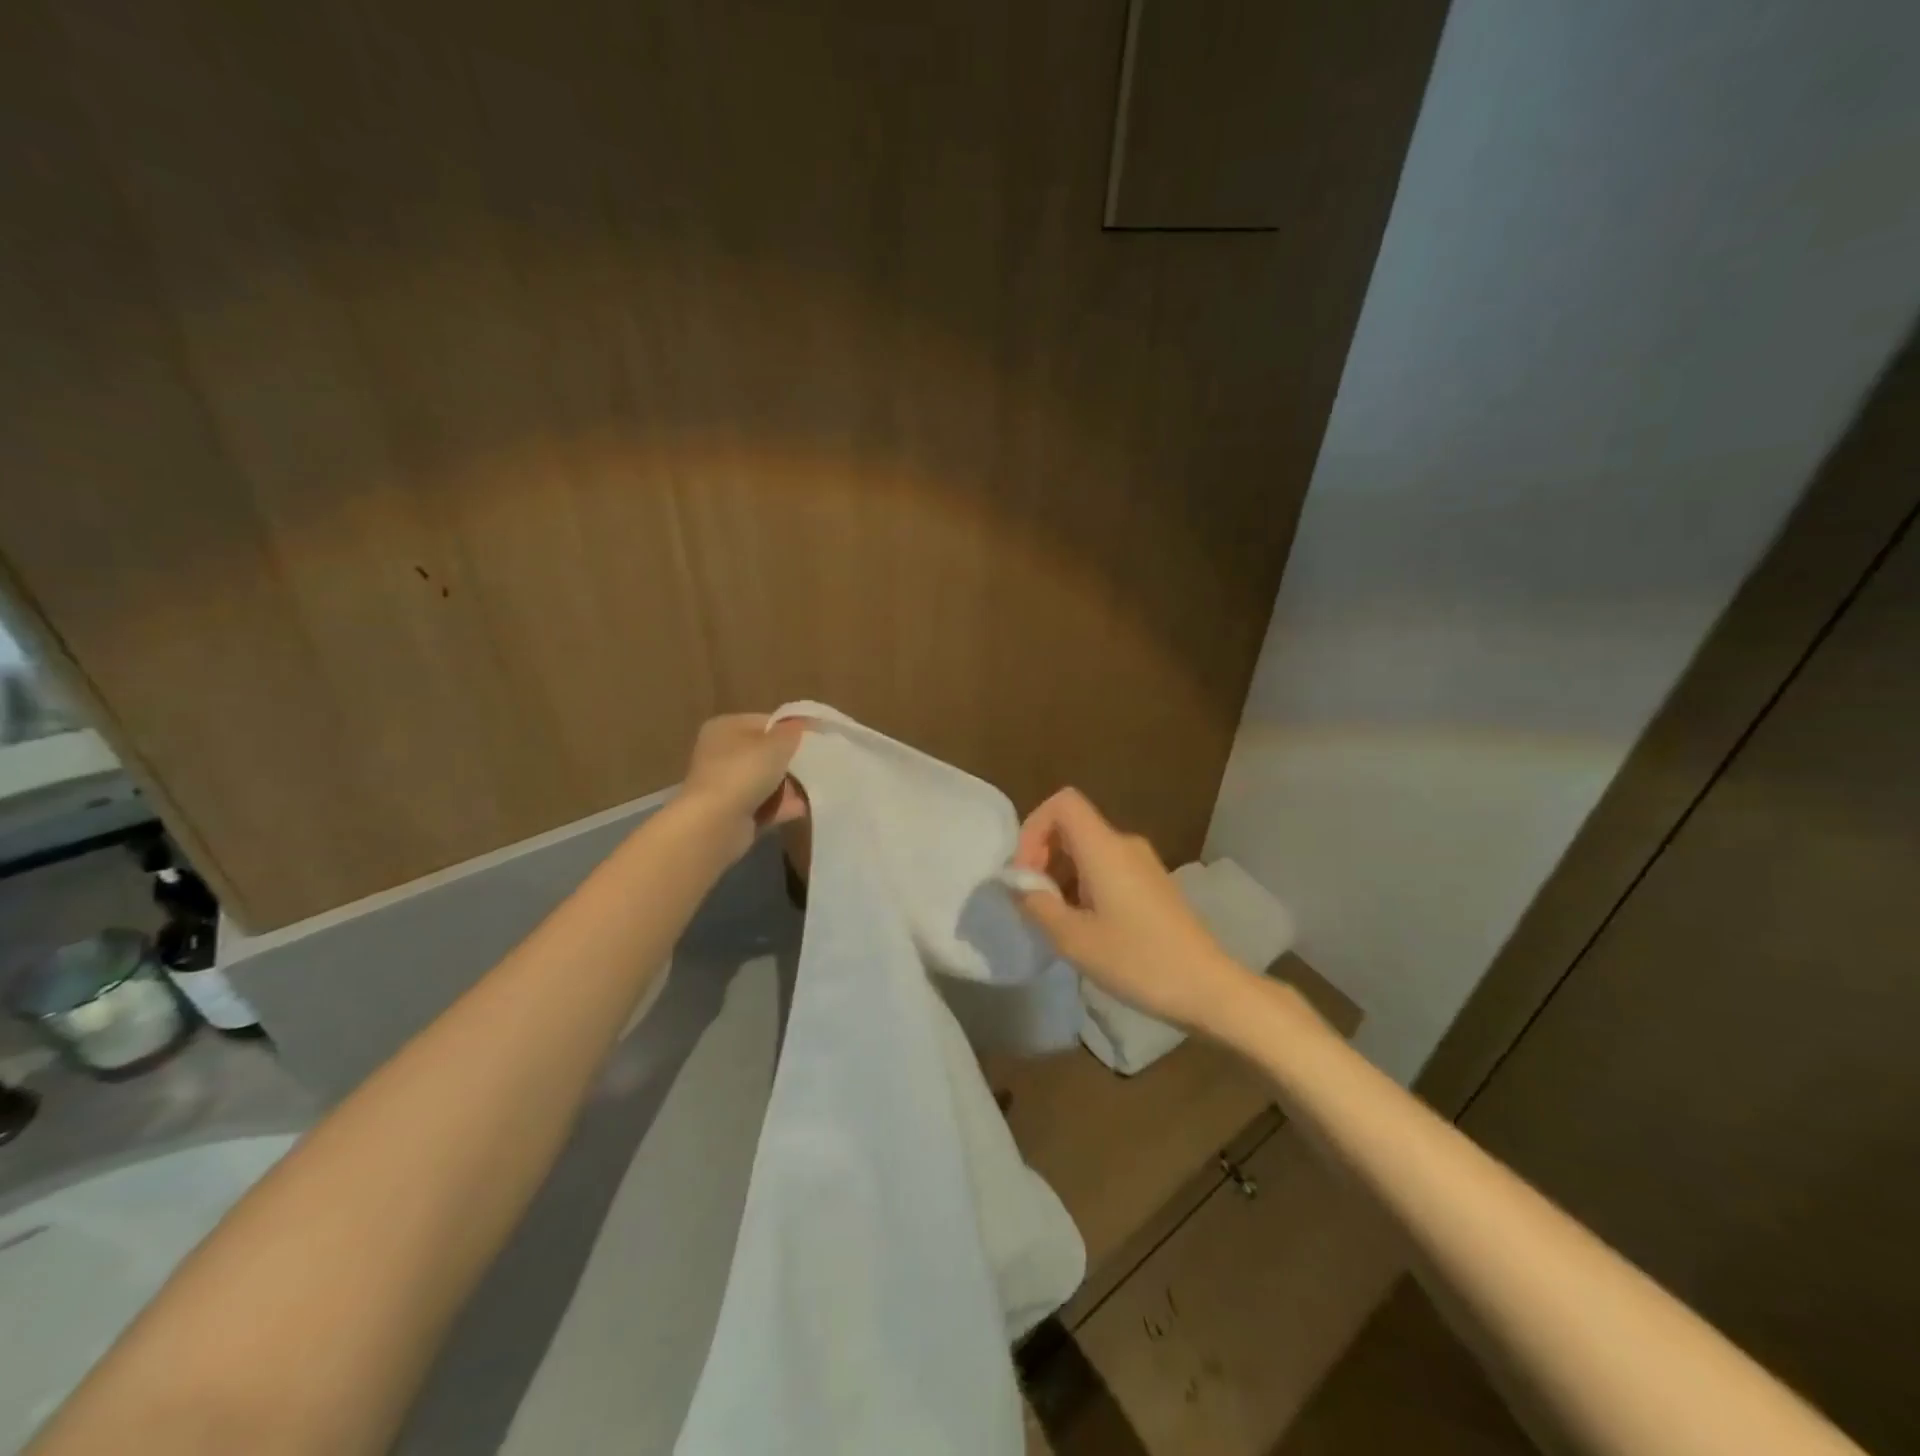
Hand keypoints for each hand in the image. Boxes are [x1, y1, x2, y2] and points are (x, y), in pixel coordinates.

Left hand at [678, 714, 807, 857]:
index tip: (815, 738)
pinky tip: (804, 808)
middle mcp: (721, 753)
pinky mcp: (732, 812)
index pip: (764, 722)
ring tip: (816, 787)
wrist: (716, 823)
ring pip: (766, 781)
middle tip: (818, 764)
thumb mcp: (777, 744)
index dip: (790, 729)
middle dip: (791, 761)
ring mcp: (726, 785)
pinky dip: (782, 807)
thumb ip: (792, 731)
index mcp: (725, 728)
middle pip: (765, 753)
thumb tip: (801, 722)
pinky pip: (764, 805)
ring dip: (789, 786)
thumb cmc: (745, 771)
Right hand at [1011, 788, 1251, 1033]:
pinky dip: (1084, 887)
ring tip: (1059, 923)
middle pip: (1072, 827)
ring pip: (1088, 851)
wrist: (1208, 988)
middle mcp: (1125, 845)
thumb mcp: (1074, 939)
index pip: (1062, 803)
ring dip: (1063, 877)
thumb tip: (1018, 883)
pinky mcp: (1153, 884)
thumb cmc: (1138, 961)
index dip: (1033, 829)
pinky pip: (1107, 869)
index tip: (1027, 874)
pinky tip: (1087, 929)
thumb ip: (1037, 904)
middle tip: (1035, 904)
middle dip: (1043, 857)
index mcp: (1105, 848)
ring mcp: (1142, 864)